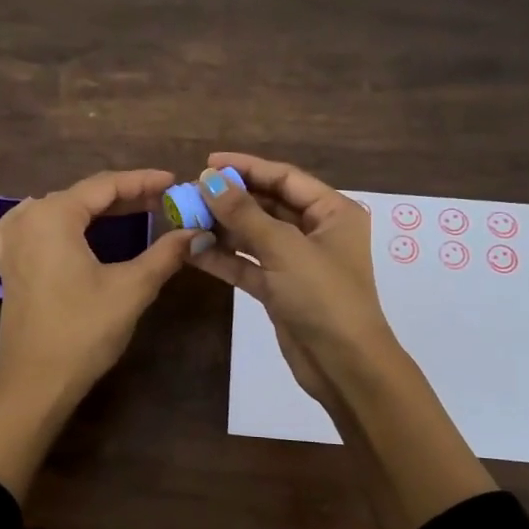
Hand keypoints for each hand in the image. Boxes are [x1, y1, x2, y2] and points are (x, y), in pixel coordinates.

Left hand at [0, 169, 196, 497]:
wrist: (36, 381)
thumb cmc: (84, 331)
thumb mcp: (131, 288)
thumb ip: (165, 254)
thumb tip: (198, 233)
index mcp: (54, 215)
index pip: (105, 185)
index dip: (143, 181)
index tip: (174, 181)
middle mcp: (27, 218)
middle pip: (82, 196)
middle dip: (124, 197)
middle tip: (163, 202)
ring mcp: (11, 241)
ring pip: (59, 210)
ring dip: (95, 210)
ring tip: (131, 213)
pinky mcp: (7, 264)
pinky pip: (33, 227)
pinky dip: (58, 223)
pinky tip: (68, 229)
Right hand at [184, 153, 396, 409]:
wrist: (344, 365)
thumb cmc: (323, 296)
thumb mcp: (283, 248)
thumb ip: (243, 213)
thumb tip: (209, 179)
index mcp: (332, 212)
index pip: (284, 178)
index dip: (247, 168)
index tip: (208, 163)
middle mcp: (316, 232)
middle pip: (267, 205)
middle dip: (230, 199)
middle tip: (190, 193)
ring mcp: (296, 262)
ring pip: (253, 236)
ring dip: (222, 229)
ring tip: (185, 219)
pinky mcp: (279, 289)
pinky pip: (247, 265)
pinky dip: (223, 258)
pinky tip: (193, 250)